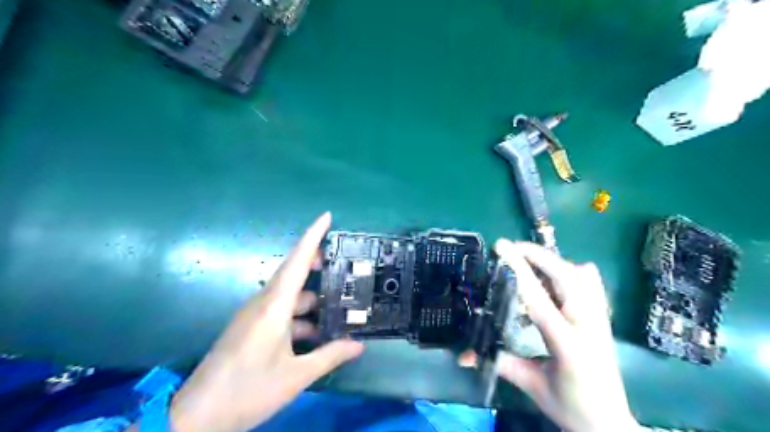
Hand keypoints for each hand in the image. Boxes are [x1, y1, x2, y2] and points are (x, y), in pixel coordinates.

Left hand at [166, 213, 364, 431]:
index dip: (313, 235)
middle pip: (293, 273)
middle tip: (344, 264)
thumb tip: (359, 346)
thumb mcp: (295, 376)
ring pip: (289, 295)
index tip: (327, 215)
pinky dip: (301, 316)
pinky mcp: (251, 328)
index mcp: (274, 307)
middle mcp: (263, 303)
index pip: (297, 261)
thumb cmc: (247, 390)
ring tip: (339, 306)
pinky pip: (281, 311)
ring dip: (312, 299)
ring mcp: (255, 315)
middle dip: (317, 264)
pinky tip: (317, 333)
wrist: (196, 416)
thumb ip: (330, 356)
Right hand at [493, 239, 637, 431]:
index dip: (518, 269)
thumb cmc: (569, 406)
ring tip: (529, 258)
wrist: (610, 423)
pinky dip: (574, 271)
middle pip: (565, 276)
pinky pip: (592, 283)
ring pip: (580, 275)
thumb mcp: (532, 385)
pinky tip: (558, 275)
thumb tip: (463, 356)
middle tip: (510, 247)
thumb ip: (499, 363)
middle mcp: (587, 324)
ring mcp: (600, 319)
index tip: (502, 247)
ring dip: (552, 261)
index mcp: (566, 343)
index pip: (538, 298)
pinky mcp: (604, 318)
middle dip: (537, 255)